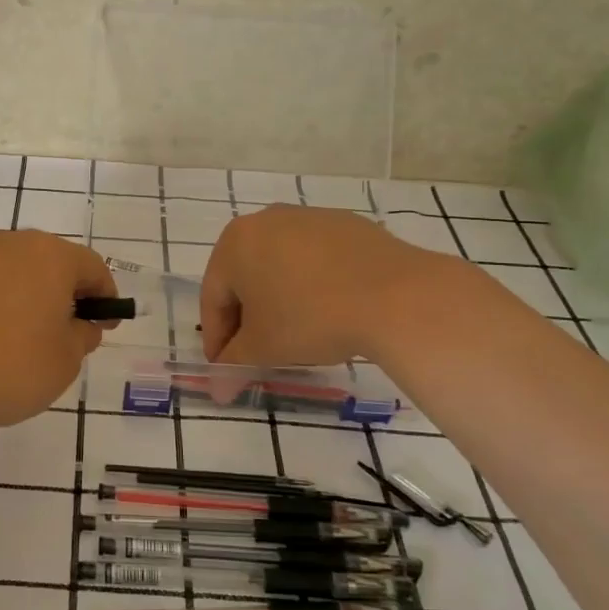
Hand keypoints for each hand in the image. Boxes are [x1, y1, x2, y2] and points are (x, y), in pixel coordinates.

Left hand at [0, 229, 116, 433]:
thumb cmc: (10, 368)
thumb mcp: (65, 361)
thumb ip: (81, 336)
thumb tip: (80, 324)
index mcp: (47, 256)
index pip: (90, 266)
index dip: (103, 295)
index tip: (104, 323)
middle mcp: (4, 244)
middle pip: (43, 262)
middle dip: (56, 292)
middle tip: (58, 331)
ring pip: (0, 272)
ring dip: (13, 296)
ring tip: (8, 340)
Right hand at [200, 205, 454, 366]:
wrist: (395, 296)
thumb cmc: (310, 318)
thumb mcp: (264, 348)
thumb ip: (234, 365)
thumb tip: (216, 391)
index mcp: (234, 243)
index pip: (213, 298)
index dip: (216, 339)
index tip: (226, 368)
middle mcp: (265, 220)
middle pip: (244, 277)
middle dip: (247, 318)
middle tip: (258, 353)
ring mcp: (309, 218)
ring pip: (280, 265)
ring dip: (279, 299)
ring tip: (296, 334)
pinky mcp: (346, 225)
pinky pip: (316, 259)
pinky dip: (312, 284)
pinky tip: (330, 310)